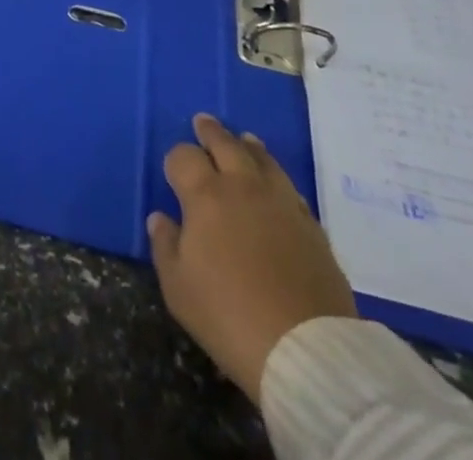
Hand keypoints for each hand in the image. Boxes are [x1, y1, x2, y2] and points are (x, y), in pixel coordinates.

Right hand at [147, 114, 356, 402]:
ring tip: (244, 139)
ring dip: (248, 147)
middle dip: (211, 132)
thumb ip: (165, 246)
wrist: (306, 350)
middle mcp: (243, 187)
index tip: (174, 170)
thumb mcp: (179, 288)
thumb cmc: (229, 316)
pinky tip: (274, 183)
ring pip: (263, 159)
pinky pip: (289, 188)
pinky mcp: (312, 226)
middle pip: (225, 145)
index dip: (176, 160)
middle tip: (204, 122)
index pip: (184, 157)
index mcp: (205, 195)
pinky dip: (276, 177)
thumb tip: (161, 218)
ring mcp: (282, 203)